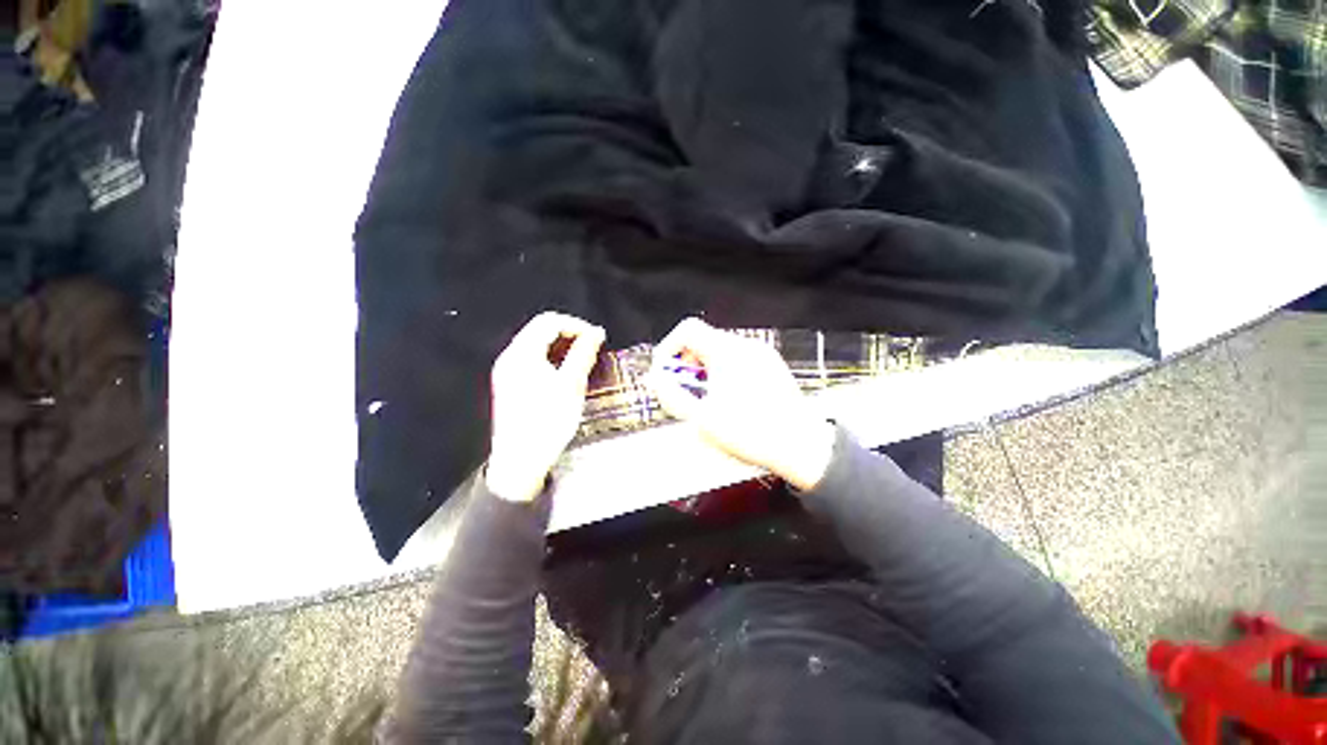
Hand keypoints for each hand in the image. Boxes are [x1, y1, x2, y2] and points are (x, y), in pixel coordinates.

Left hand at [486, 312, 605, 502]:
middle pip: (541, 330)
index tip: (597, 338)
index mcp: (522, 353)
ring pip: (538, 345)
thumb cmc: (548, 421)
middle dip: (570, 335)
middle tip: (592, 349)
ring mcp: (508, 371)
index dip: (576, 325)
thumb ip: (584, 353)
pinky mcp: (511, 384)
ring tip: (582, 361)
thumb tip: (597, 333)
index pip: (549, 321)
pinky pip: (533, 359)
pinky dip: (552, 359)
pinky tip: (566, 373)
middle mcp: (510, 357)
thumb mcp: (571, 385)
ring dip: (562, 347)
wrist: (521, 460)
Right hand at [646, 318, 835, 491]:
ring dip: (705, 370)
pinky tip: (730, 399)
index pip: (689, 329)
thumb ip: (673, 396)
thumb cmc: (750, 433)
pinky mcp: (773, 366)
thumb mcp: (702, 418)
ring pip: (721, 351)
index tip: (665, 372)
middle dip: (687, 364)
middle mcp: (746, 345)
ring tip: (707, 400)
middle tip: (686, 391)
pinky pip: (739, 360)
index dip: (669, 347)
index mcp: (728, 351)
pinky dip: (724, 373)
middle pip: (705, 340)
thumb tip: (656, 379)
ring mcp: (763, 354)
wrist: (801, 447)